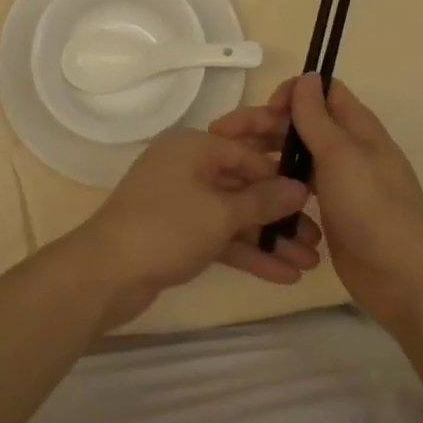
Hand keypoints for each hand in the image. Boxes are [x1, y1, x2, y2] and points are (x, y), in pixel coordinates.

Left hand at [70, 127, 323, 329]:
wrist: (105, 273)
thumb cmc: (166, 228)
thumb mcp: (220, 213)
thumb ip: (263, 200)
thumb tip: (300, 188)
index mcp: (194, 147)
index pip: (247, 152)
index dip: (281, 175)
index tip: (315, 197)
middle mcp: (188, 167)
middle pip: (243, 185)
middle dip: (280, 214)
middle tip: (317, 239)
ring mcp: (181, 201)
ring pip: (234, 215)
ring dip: (269, 239)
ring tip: (309, 264)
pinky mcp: (177, 233)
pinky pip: (220, 236)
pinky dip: (247, 253)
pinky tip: (282, 276)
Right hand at [211, 75, 422, 331]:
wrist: (403, 279)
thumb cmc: (373, 208)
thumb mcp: (341, 156)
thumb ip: (318, 117)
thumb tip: (308, 75)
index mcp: (357, 128)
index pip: (322, 92)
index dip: (292, 93)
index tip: (266, 109)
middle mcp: (347, 149)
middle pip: (300, 124)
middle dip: (263, 126)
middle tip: (222, 136)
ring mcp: (339, 182)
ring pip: (296, 156)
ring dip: (265, 155)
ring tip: (230, 167)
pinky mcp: (331, 211)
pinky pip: (297, 188)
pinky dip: (277, 186)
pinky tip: (252, 195)